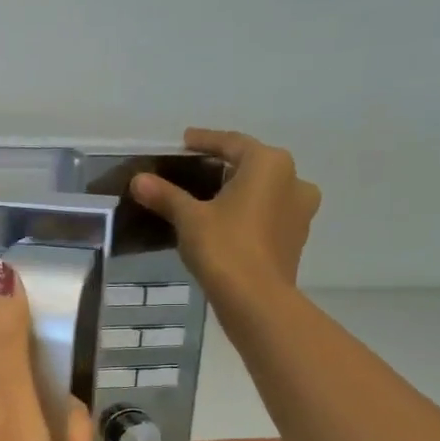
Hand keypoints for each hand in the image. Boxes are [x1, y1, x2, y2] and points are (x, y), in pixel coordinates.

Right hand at [131, 128, 319, 293]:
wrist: (256, 299)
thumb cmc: (224, 247)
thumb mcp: (189, 218)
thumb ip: (165, 195)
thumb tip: (138, 179)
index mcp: (269, 164)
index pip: (232, 143)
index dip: (205, 141)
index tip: (185, 141)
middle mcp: (293, 180)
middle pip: (252, 164)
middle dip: (224, 166)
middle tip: (195, 170)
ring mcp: (300, 210)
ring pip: (264, 190)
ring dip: (239, 190)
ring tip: (210, 198)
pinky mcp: (296, 237)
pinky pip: (269, 213)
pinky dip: (249, 212)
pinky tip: (227, 223)